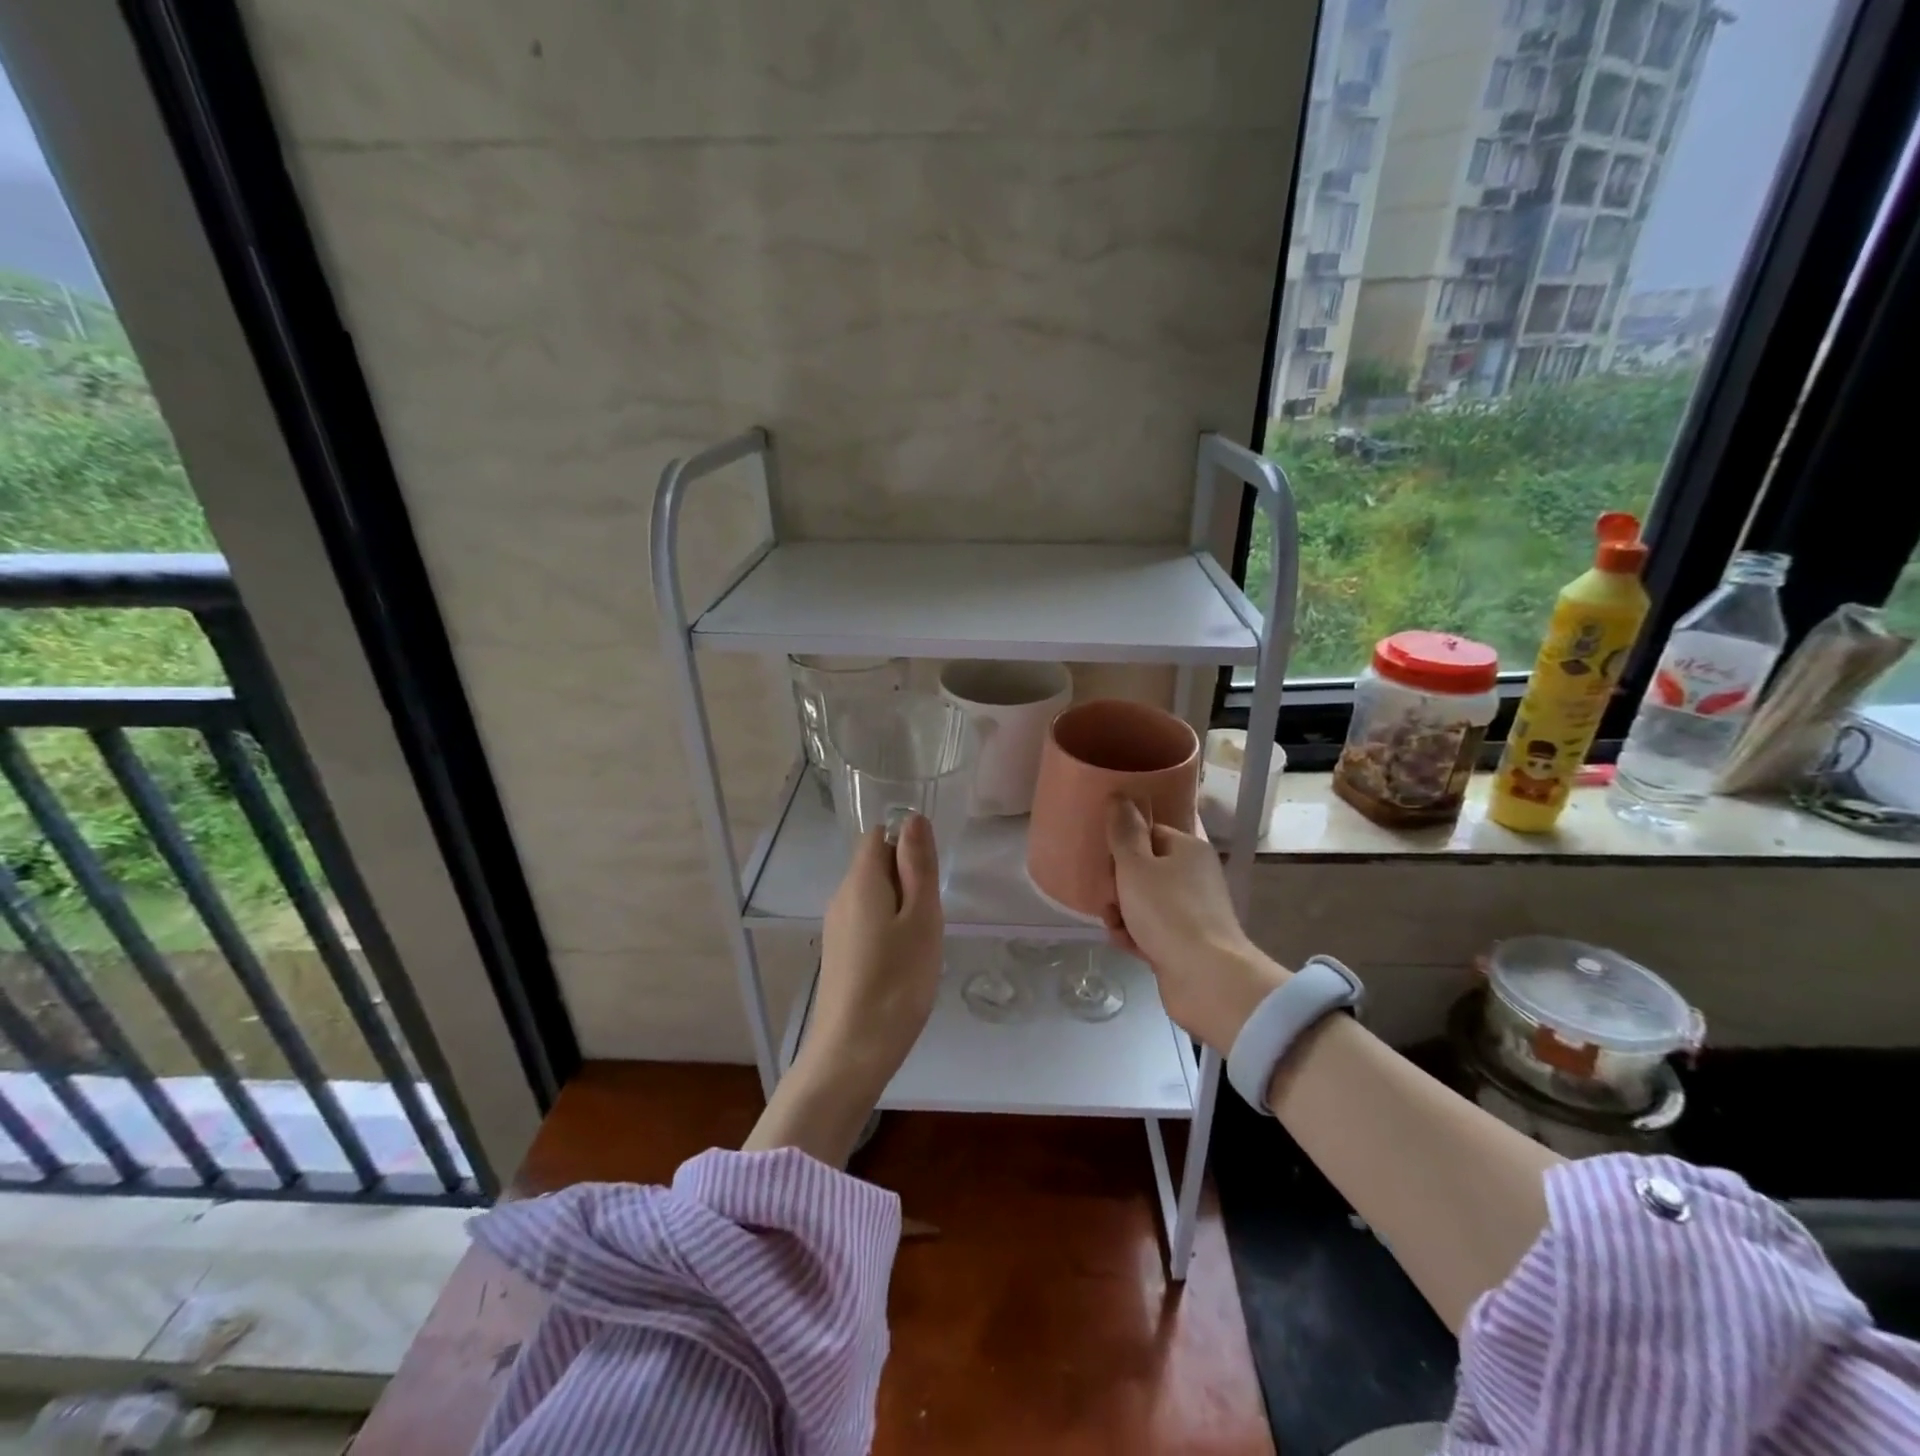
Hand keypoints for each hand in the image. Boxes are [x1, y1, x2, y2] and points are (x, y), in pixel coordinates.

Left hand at [804, 812, 944, 1094]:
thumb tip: (912, 817)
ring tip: (920, 946)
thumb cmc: (897, 981)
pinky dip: (888, 932)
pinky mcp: (837, 955)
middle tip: (930, 920)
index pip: (879, 836)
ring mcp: (835, 928)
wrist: (852, 1052)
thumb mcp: (922, 918)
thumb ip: (918, 865)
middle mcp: (840, 897)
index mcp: (860, 881)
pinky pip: (866, 924)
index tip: (931, 881)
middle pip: (875, 866)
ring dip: (901, 909)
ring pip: (873, 897)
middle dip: (908, 880)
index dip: (907, 846)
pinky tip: (902, 965)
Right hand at [1105, 799, 1286, 1054]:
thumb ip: (1124, 831)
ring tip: (1112, 923)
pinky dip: (1135, 935)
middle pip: (1145, 869)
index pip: (1149, 832)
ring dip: (1123, 911)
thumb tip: (1119, 795)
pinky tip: (1123, 943)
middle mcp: (1194, 875)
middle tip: (1105, 895)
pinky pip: (1152, 930)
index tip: (1104, 859)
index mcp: (1188, 848)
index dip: (1123, 844)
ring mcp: (1193, 911)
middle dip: (1118, 883)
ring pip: (1145, 902)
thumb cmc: (1168, 912)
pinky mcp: (1187, 943)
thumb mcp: (1136, 866)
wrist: (1206, 979)